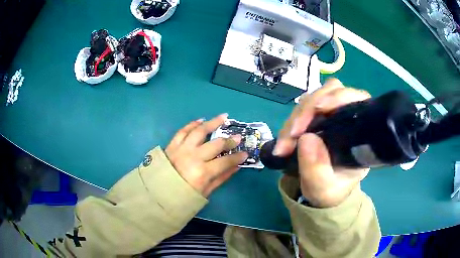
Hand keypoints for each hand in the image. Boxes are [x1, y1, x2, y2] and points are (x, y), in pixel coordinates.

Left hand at [165, 114, 247, 196]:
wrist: (157, 194)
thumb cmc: (183, 196)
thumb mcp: (205, 192)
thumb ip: (221, 178)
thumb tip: (236, 166)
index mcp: (202, 172)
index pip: (225, 161)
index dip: (237, 157)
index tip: (245, 153)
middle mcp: (193, 157)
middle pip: (216, 144)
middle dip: (229, 140)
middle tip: (237, 137)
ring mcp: (181, 149)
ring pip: (199, 131)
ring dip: (212, 122)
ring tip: (223, 117)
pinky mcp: (172, 145)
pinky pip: (183, 131)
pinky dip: (192, 124)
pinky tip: (201, 120)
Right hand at [275, 78, 370, 207]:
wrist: (323, 191)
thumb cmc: (331, 190)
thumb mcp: (324, 188)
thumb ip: (317, 170)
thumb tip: (306, 139)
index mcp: (360, 131)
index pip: (356, 99)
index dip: (339, 97)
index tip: (320, 108)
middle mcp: (347, 117)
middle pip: (329, 93)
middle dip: (307, 111)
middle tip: (291, 136)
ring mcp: (330, 114)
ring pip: (311, 99)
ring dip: (295, 118)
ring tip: (284, 145)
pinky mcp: (315, 117)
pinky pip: (300, 110)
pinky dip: (290, 122)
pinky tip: (285, 139)